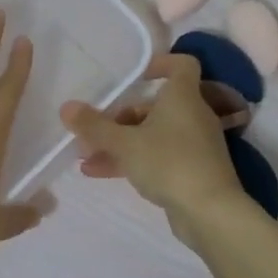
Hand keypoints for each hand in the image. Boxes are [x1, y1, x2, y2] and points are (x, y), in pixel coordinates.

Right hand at [60, 54, 245, 229]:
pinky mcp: (191, 171)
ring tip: (85, 155)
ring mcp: (193, 145)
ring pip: (152, 134)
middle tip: (92, 129)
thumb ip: (94, 126)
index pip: (182, 65)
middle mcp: (192, 116)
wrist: (210, 213)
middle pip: (155, 106)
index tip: (135, 76)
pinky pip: (157, 157)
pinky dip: (132, 160)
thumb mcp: (125, 143)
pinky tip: (99, 172)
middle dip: (120, 117)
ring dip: (119, 142)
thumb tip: (67, 107)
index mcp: (183, 97)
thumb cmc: (169, 163)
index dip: (160, 64)